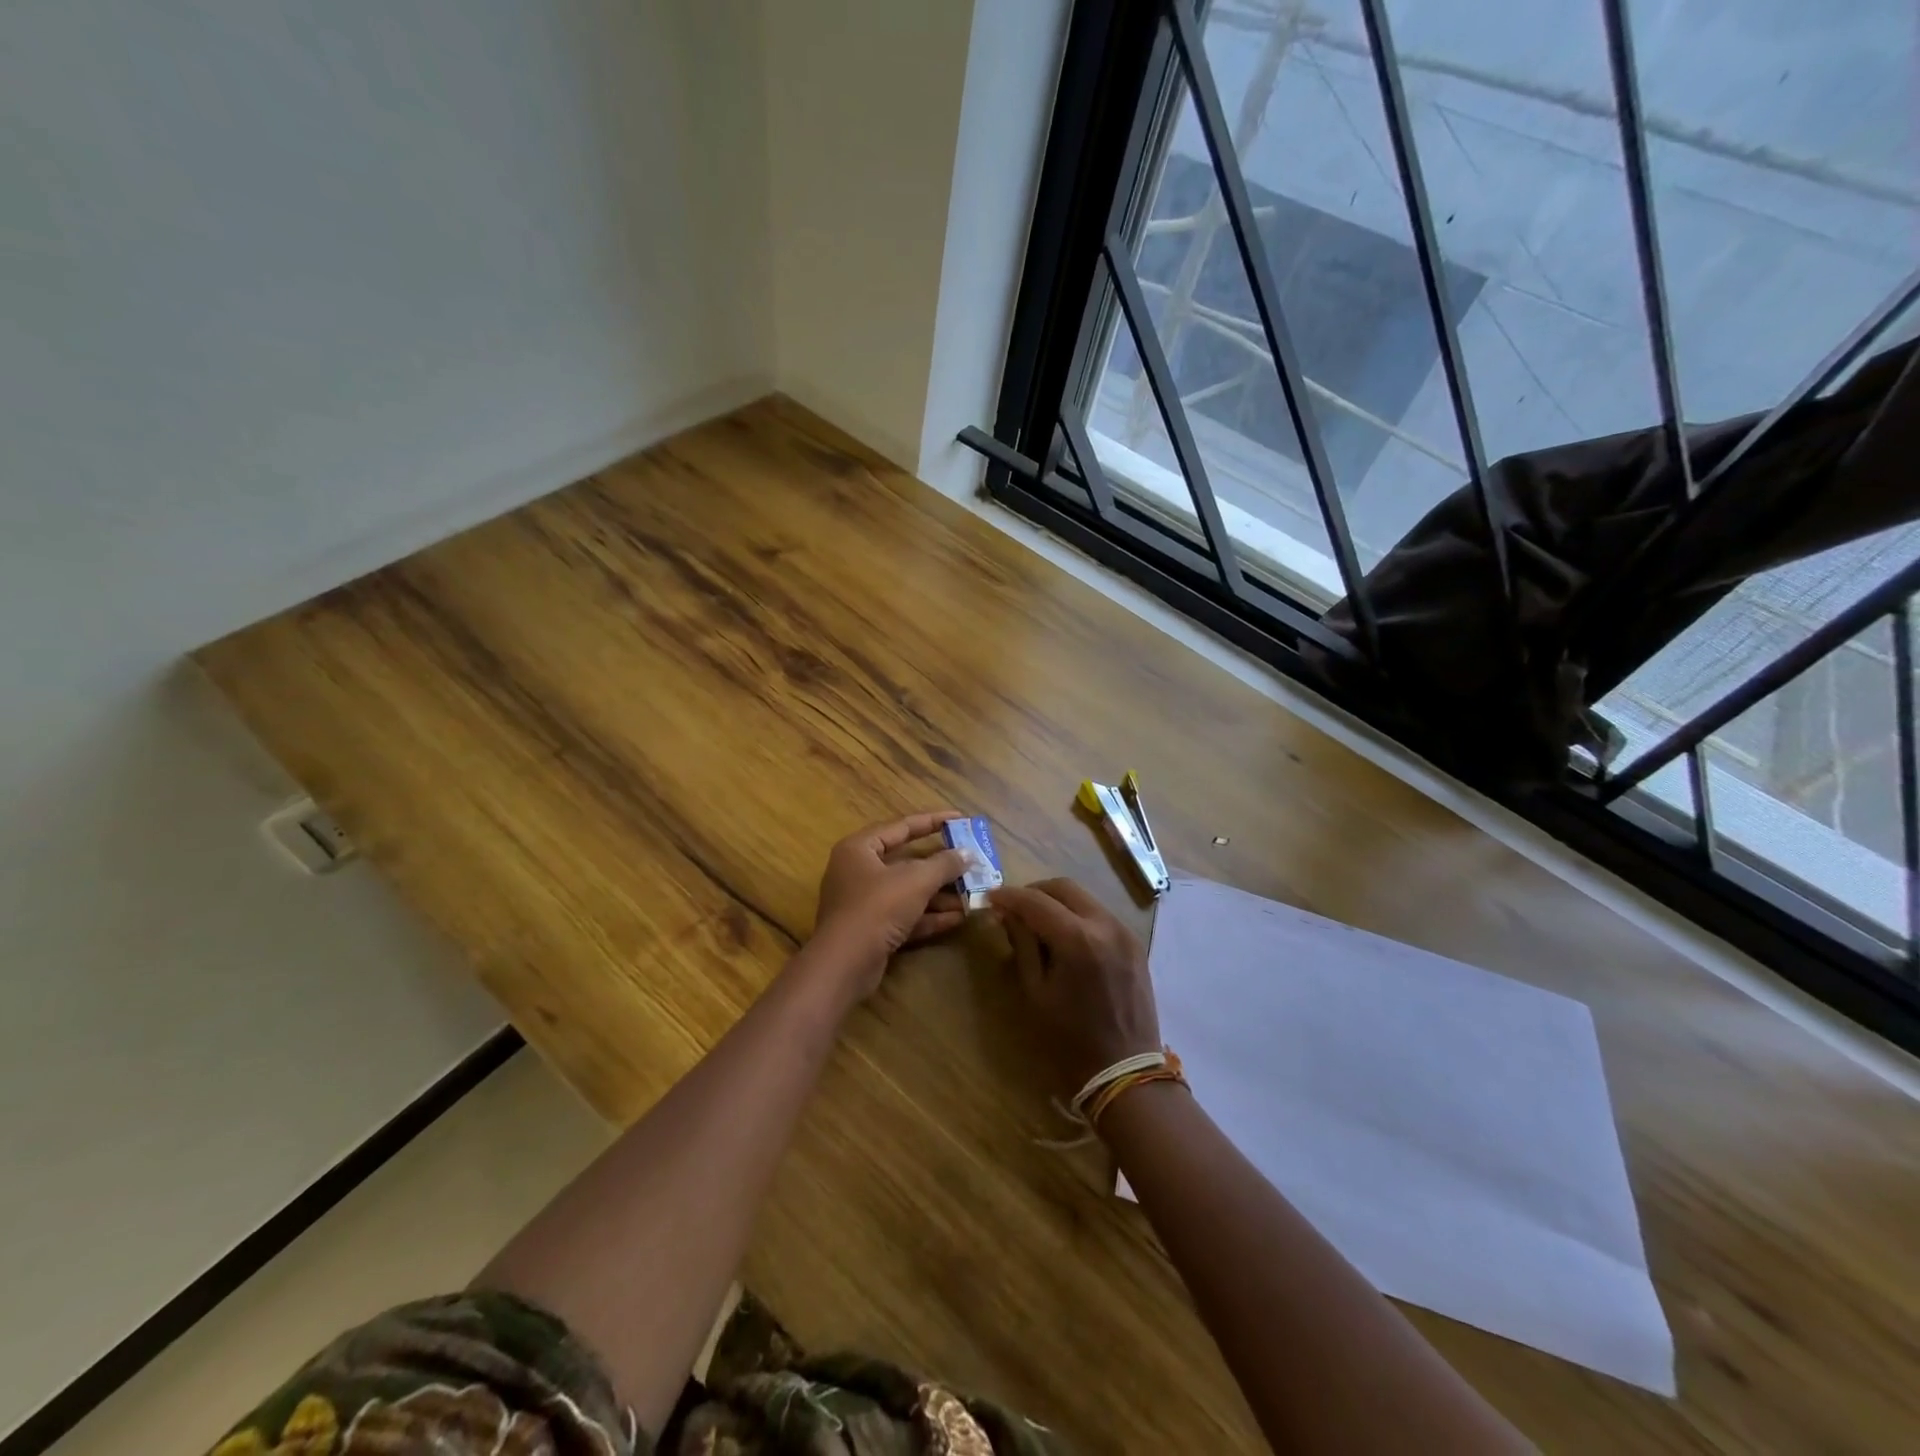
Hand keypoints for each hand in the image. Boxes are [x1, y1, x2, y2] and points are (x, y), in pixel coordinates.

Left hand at [807, 811, 972, 998]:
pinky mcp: (872, 931)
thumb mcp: (916, 880)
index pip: (901, 826)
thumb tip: (968, 854)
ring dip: (940, 894)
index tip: (961, 819)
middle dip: (941, 865)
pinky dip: (929, 916)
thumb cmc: (877, 907)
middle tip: (970, 860)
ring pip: (908, 891)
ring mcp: (864, 903)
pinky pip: (905, 916)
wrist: (844, 965)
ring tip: (972, 893)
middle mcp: (858, 871)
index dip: (933, 821)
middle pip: (907, 861)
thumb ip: (944, 864)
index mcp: (860, 848)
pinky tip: (958, 918)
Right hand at [988, 878, 1160, 1095]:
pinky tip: (1064, 935)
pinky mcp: (1134, 942)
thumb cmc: (1070, 1039)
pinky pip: (1099, 914)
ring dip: (1056, 901)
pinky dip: (1077, 915)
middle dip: (1034, 892)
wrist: (1125, 1071)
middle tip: (1013, 908)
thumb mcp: (1036, 991)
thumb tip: (1008, 914)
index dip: (1009, 896)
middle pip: (1063, 887)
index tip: (990, 898)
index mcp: (1077, 939)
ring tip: (1036, 922)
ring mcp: (1124, 931)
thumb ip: (1022, 945)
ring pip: (1084, 897)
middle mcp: (1105, 924)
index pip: (1036, 901)